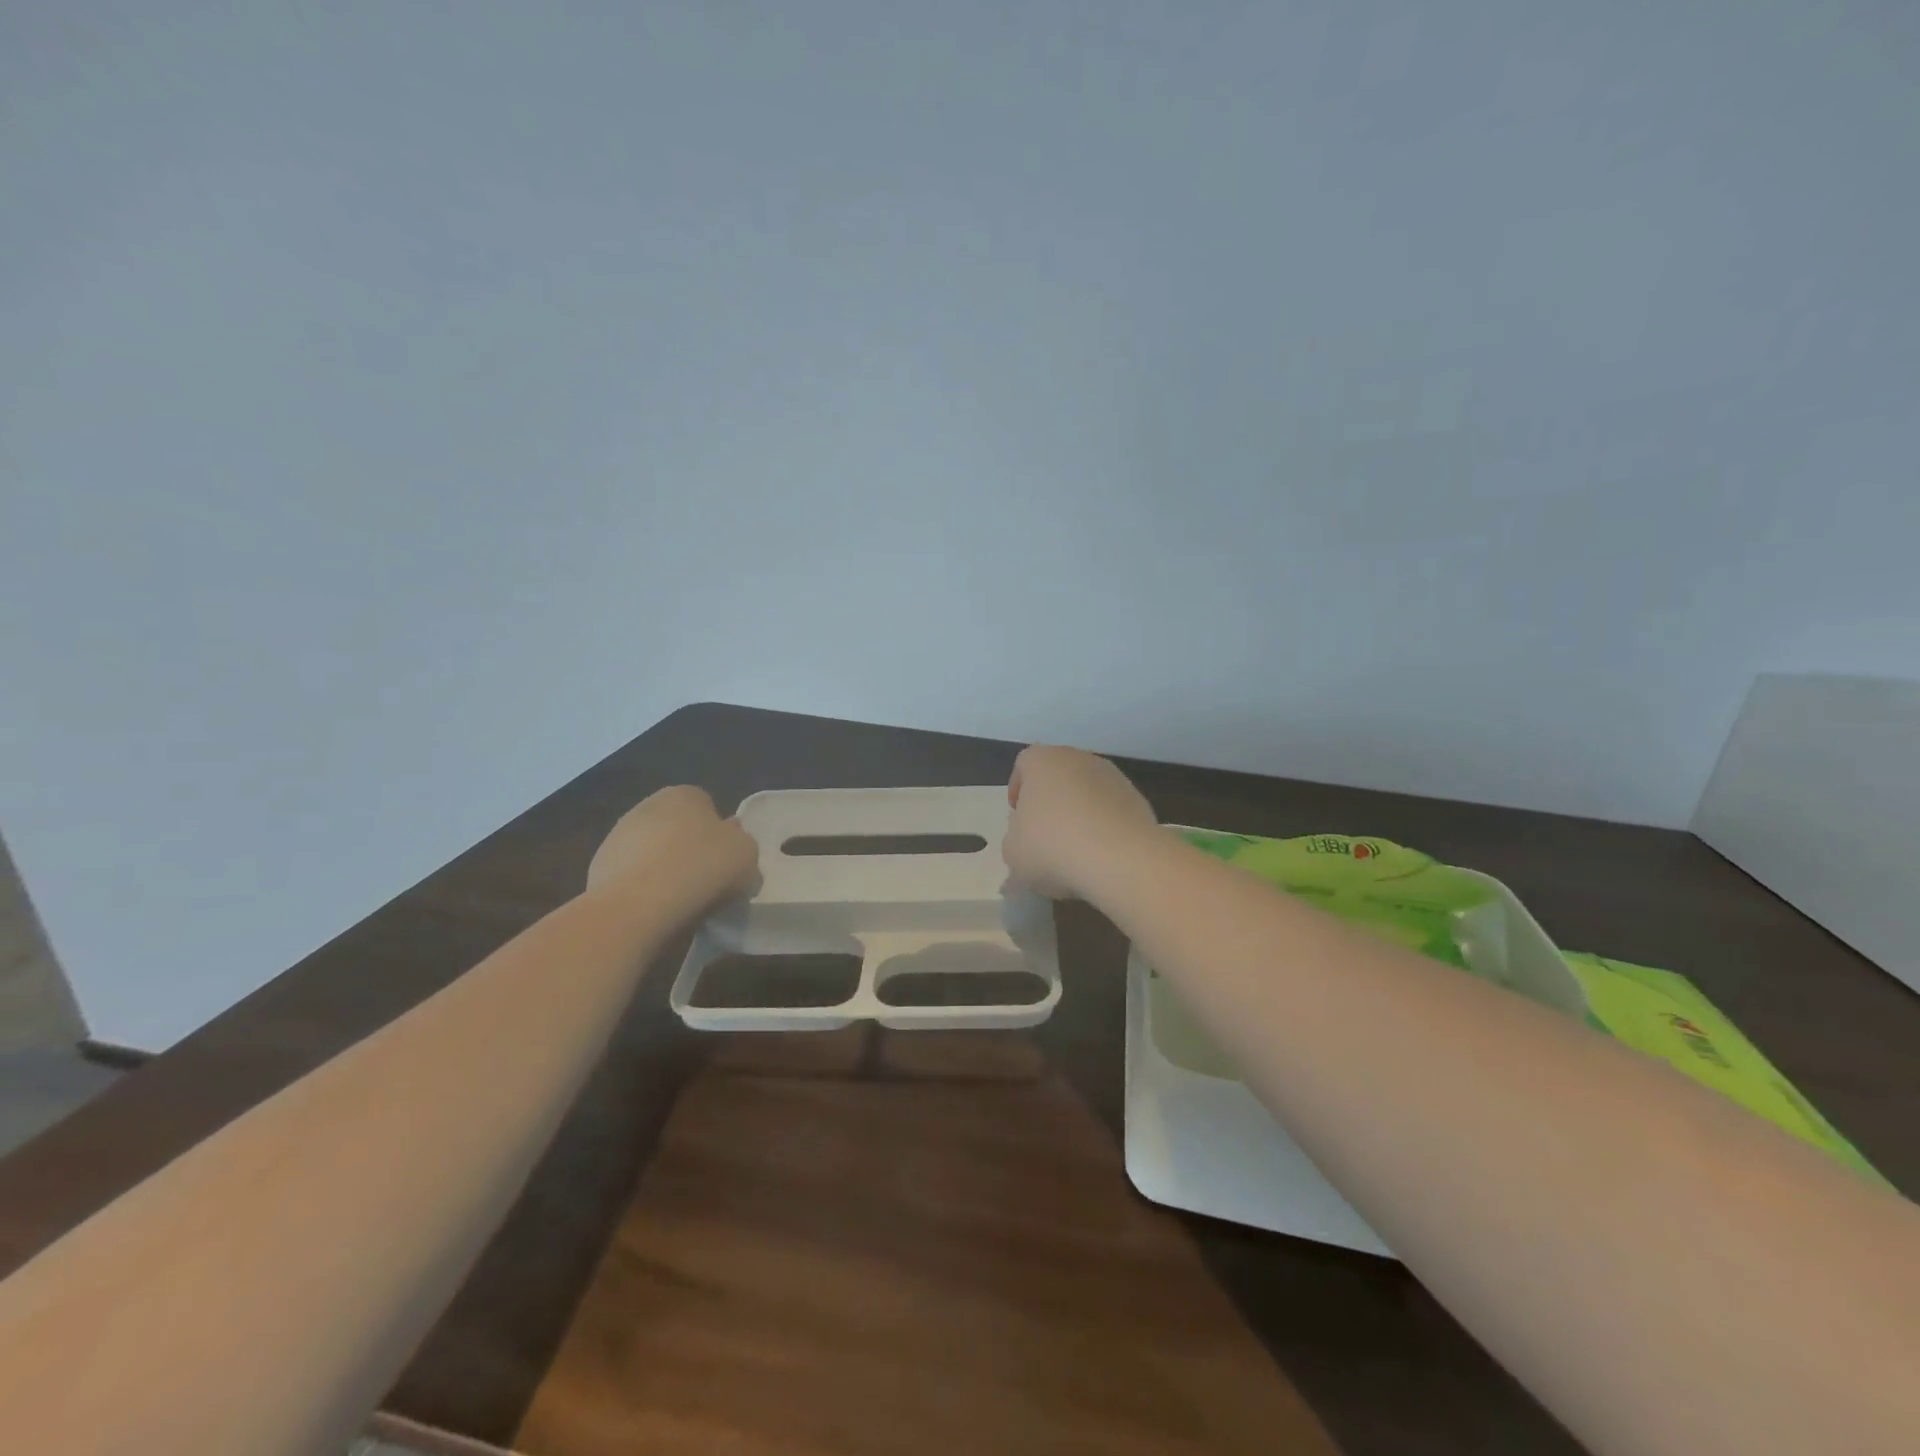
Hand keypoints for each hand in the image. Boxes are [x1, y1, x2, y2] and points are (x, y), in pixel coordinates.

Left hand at [586, 786, 758, 904]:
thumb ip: (741, 842)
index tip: (725, 860)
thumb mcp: (747, 854)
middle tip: (705, 880)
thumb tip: (729, 840)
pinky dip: (641, 890)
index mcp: (684, 794)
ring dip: (662, 869)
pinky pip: (632, 877)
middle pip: (676, 827)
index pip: (707, 805)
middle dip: (688, 849)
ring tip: (679, 902)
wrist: (638, 908)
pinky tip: (654, 911)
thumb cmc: (702, 869)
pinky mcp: (597, 869)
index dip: (719, 833)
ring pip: (651, 852)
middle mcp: (646, 806)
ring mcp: (617, 837)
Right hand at [1002, 745, 1158, 898]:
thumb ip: (1014, 842)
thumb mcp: (1013, 852)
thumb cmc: (1053, 846)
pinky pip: (1111, 810)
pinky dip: (1104, 827)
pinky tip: (1101, 855)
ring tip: (1075, 850)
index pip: (1024, 765)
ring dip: (1079, 814)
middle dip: (1050, 802)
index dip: (1018, 790)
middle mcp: (1078, 758)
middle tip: (1044, 835)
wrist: (1120, 858)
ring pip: (1087, 792)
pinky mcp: (1137, 799)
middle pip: (1058, 777)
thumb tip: (1024, 846)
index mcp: (1042, 761)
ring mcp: (1112, 776)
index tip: (1018, 818)